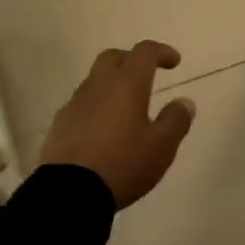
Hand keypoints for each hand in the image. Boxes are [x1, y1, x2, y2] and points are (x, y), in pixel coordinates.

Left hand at [38, 41, 196, 207]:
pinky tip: (102, 128)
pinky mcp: (59, 124)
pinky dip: (96, 105)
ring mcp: (75, 104)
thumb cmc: (122, 164)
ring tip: (125, 107)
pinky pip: (81, 103)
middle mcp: (98, 85)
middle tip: (146, 75)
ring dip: (112, 84)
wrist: (68, 193)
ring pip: (95, 80)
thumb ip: (176, 121)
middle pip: (113, 57)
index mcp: (126, 84)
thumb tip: (184, 102)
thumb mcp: (161, 147)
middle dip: (132, 60)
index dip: (161, 52)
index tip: (174, 62)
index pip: (144, 52)